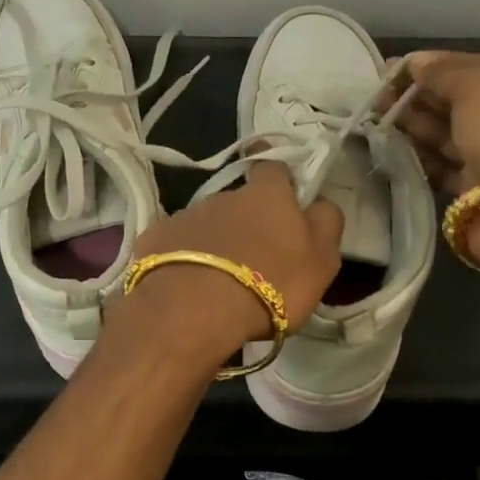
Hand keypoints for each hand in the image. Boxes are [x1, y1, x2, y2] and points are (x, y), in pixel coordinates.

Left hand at [110, 164, 344, 370]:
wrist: (194, 310)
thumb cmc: (270, 285)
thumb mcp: (321, 260)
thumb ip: (325, 224)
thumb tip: (318, 203)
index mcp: (267, 195)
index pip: (274, 169)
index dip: (280, 182)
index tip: (282, 202)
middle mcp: (223, 196)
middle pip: (238, 201)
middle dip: (245, 222)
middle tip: (253, 259)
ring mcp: (184, 216)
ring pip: (206, 224)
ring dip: (214, 243)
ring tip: (218, 280)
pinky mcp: (153, 239)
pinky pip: (174, 244)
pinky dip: (182, 259)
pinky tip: (186, 286)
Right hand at [382, 50, 479, 194]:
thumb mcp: (477, 87)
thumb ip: (443, 71)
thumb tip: (416, 63)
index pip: (479, 67)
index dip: (438, 64)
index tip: (398, 67)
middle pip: (461, 101)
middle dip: (421, 95)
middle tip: (380, 94)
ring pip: (450, 133)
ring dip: (415, 124)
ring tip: (378, 117)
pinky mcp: (478, 187)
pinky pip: (444, 164)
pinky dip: (421, 155)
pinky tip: (393, 145)